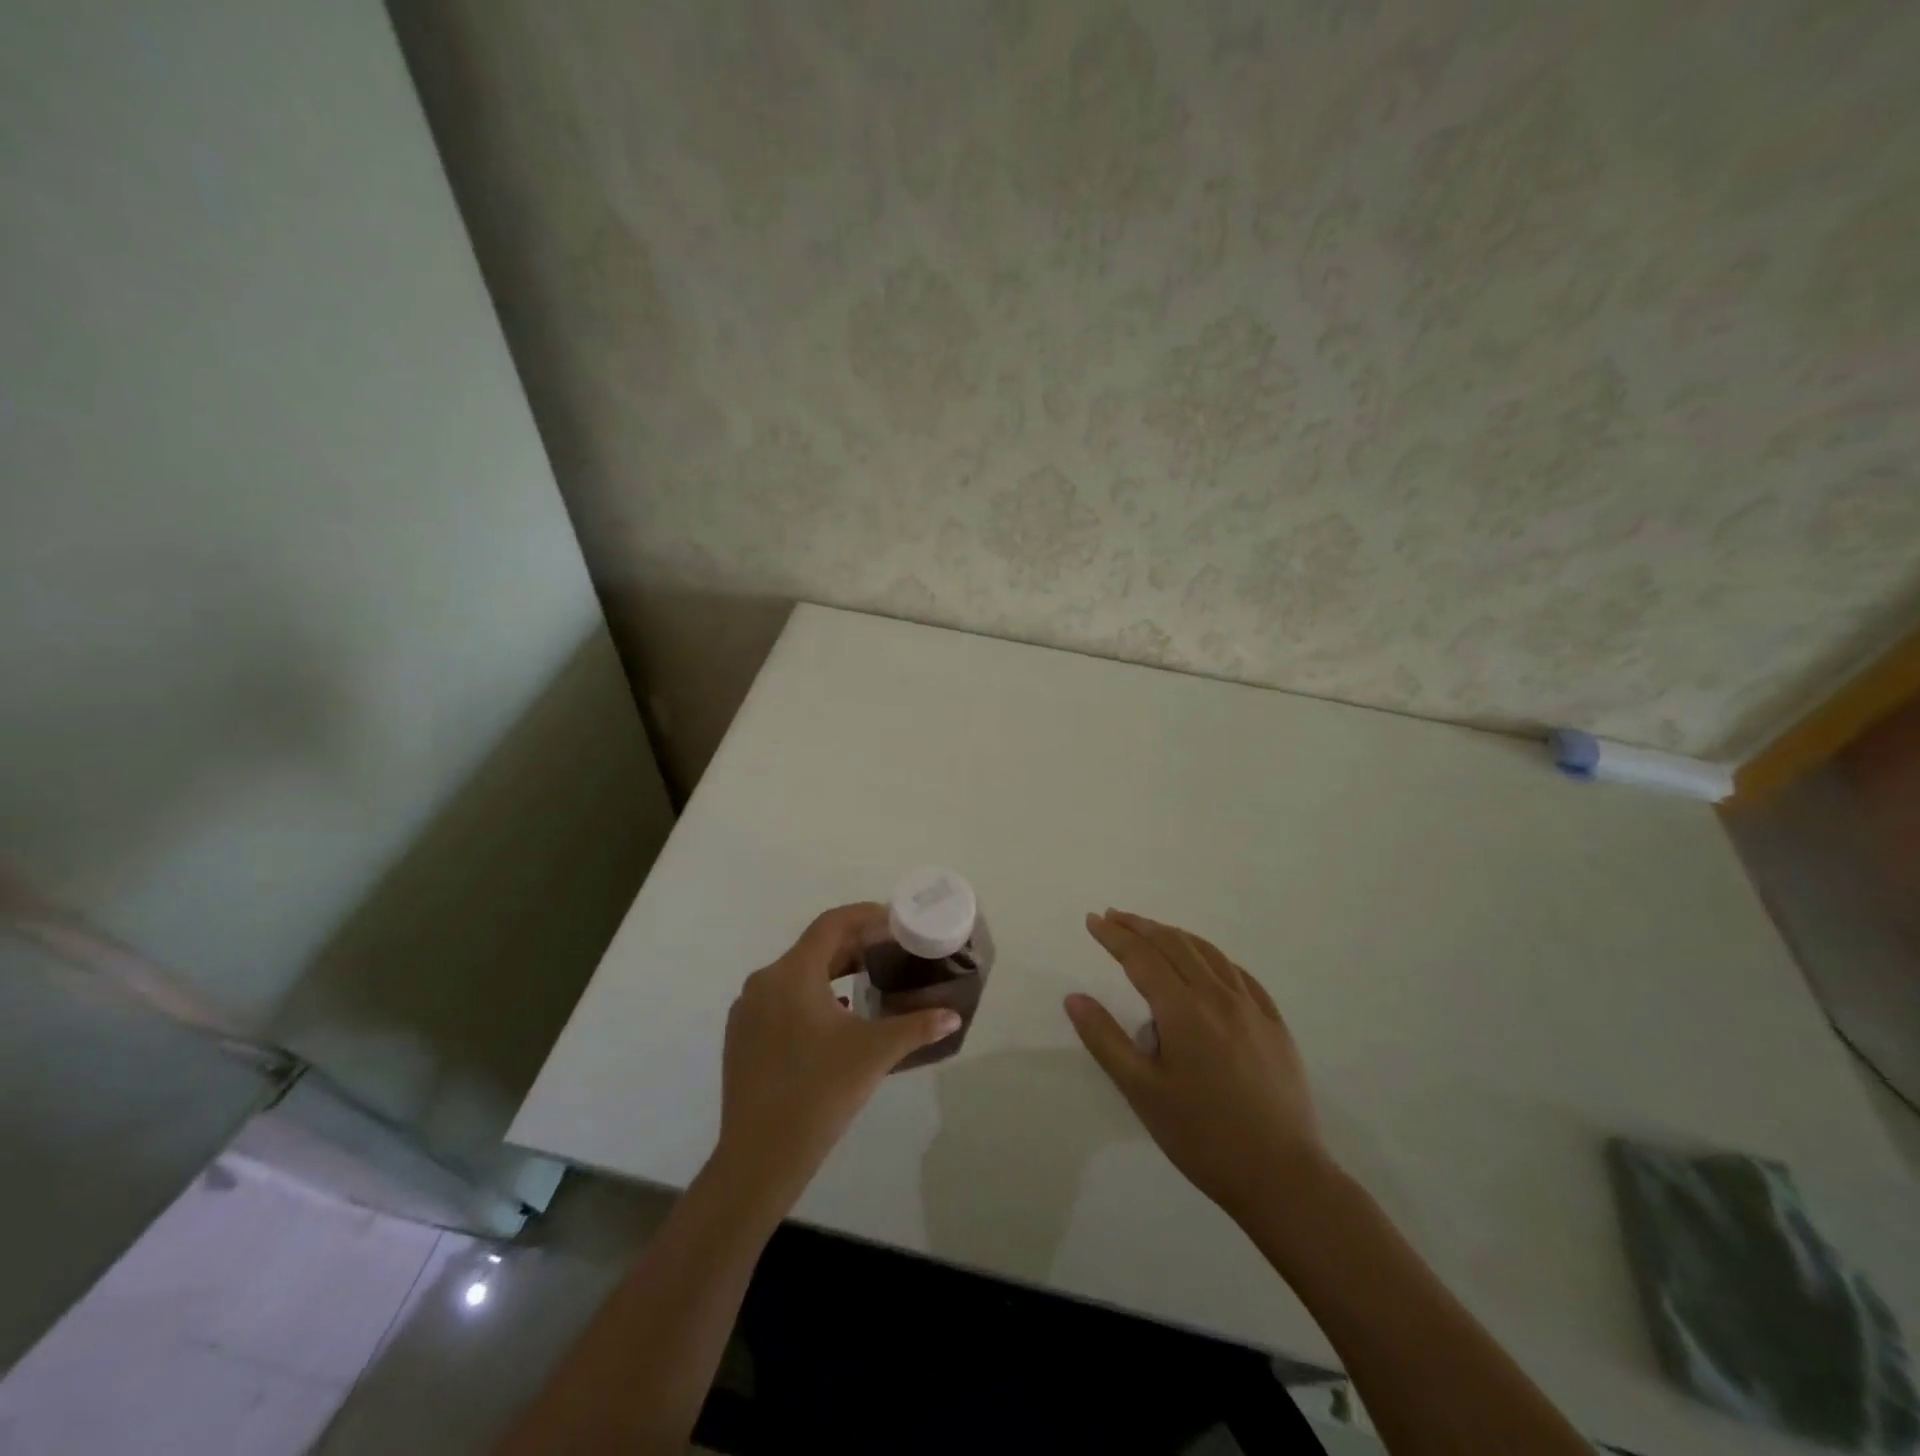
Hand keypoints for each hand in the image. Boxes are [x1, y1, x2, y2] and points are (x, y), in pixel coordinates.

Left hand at [715, 903, 960, 1209]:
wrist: (760, 1155)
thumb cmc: (820, 1092)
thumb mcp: (875, 1053)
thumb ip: (916, 1027)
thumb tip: (953, 1016)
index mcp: (792, 974)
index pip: (831, 924)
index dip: (864, 915)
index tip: (893, 919)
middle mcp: (764, 982)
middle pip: (814, 948)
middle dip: (853, 945)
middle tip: (890, 950)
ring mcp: (747, 1010)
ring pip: (796, 974)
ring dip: (832, 971)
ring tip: (868, 979)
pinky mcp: (741, 1036)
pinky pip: (780, 999)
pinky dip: (811, 996)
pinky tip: (836, 1016)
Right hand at [1064, 910, 1329, 1222]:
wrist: (1283, 1177)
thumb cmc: (1202, 1136)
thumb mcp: (1142, 1092)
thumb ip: (1105, 1039)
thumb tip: (1074, 997)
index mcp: (1183, 1009)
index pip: (1141, 956)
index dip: (1114, 935)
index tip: (1092, 920)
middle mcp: (1218, 996)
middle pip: (1174, 944)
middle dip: (1140, 926)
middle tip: (1113, 916)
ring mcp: (1252, 1008)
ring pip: (1208, 953)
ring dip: (1174, 935)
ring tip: (1152, 931)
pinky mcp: (1274, 1025)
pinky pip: (1239, 974)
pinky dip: (1212, 957)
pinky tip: (1207, 964)